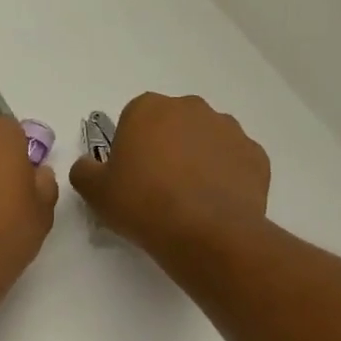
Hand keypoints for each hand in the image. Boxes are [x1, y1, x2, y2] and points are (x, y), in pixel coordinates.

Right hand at [70, 93, 269, 260]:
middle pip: (172, 125)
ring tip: (188, 199)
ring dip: (197, 160)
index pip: (133, 119)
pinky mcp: (256, 155)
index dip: (130, 147)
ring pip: (206, 140)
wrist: (205, 233)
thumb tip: (88, 166)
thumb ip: (84, 171)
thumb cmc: (143, 203)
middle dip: (166, 148)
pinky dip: (225, 177)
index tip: (130, 175)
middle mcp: (191, 108)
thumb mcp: (95, 191)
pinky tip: (214, 204)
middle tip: (157, 187)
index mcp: (148, 108)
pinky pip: (234, 162)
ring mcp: (229, 129)